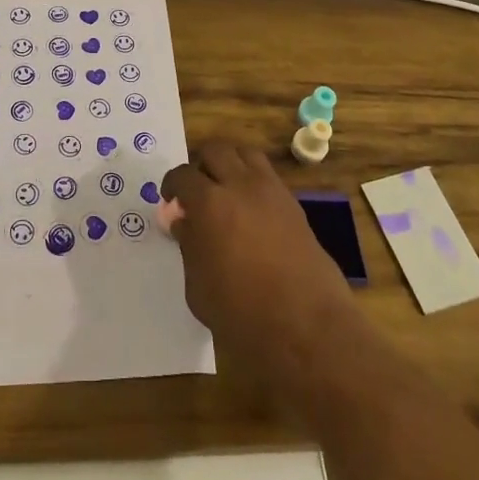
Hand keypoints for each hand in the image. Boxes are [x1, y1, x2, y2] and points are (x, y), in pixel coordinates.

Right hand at [161, 141, 357, 380]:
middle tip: (196, 193)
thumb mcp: (199, 287)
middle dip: (201, 166)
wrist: (308, 328)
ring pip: (246, 154)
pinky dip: (253, 181)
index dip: (172, 186)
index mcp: (210, 203)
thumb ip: (189, 246)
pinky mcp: (294, 206)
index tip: (170, 202)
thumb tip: (183, 222)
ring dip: (230, 164)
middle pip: (216, 151)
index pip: (183, 175)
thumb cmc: (242, 315)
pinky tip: (249, 211)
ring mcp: (272, 192)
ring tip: (224, 191)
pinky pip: (268, 176)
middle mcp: (241, 185)